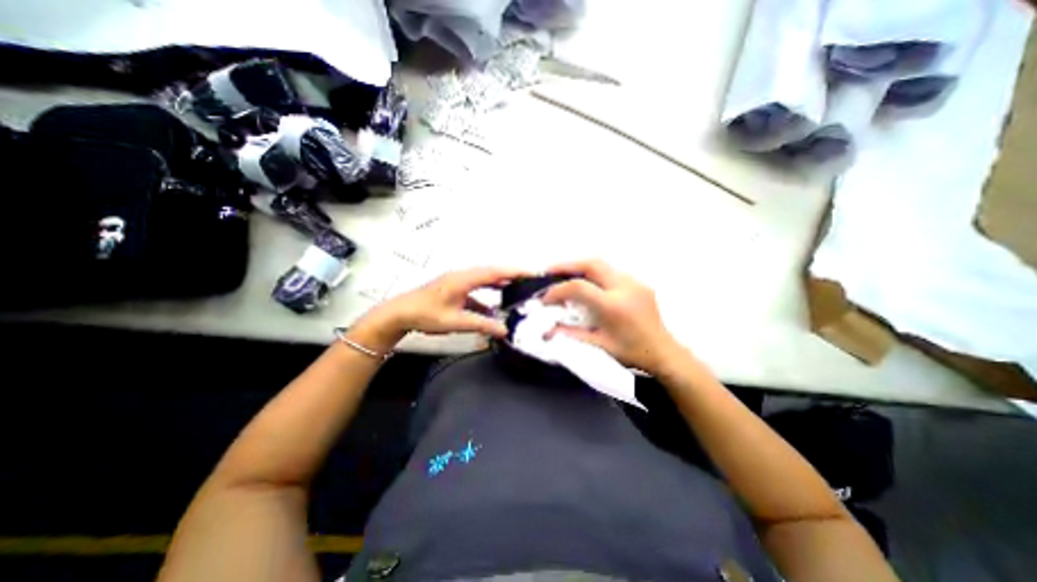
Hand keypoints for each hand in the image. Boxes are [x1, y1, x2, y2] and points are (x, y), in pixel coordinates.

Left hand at [352, 266, 527, 351]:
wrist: (399, 313)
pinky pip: (477, 287)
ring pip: (485, 278)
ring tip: (518, 287)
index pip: (495, 272)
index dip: (515, 271)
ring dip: (501, 282)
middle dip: (512, 274)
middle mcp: (463, 275)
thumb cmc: (425, 315)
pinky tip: (495, 305)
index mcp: (464, 279)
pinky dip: (489, 293)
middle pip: (493, 271)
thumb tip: (505, 330)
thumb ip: (482, 324)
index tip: (533, 272)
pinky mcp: (455, 288)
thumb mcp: (456, 322)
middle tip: (531, 279)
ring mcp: (458, 281)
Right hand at [540, 259, 686, 373]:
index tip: (545, 298)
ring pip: (602, 265)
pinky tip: (588, 284)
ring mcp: (635, 283)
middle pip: (591, 264)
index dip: (557, 290)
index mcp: (614, 306)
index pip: (579, 287)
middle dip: (567, 265)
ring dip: (580, 268)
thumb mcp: (598, 346)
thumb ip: (571, 334)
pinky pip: (612, 272)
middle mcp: (625, 288)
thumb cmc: (631, 353)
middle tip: (550, 271)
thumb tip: (546, 330)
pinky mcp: (640, 284)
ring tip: (565, 275)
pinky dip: (594, 274)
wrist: (664, 353)